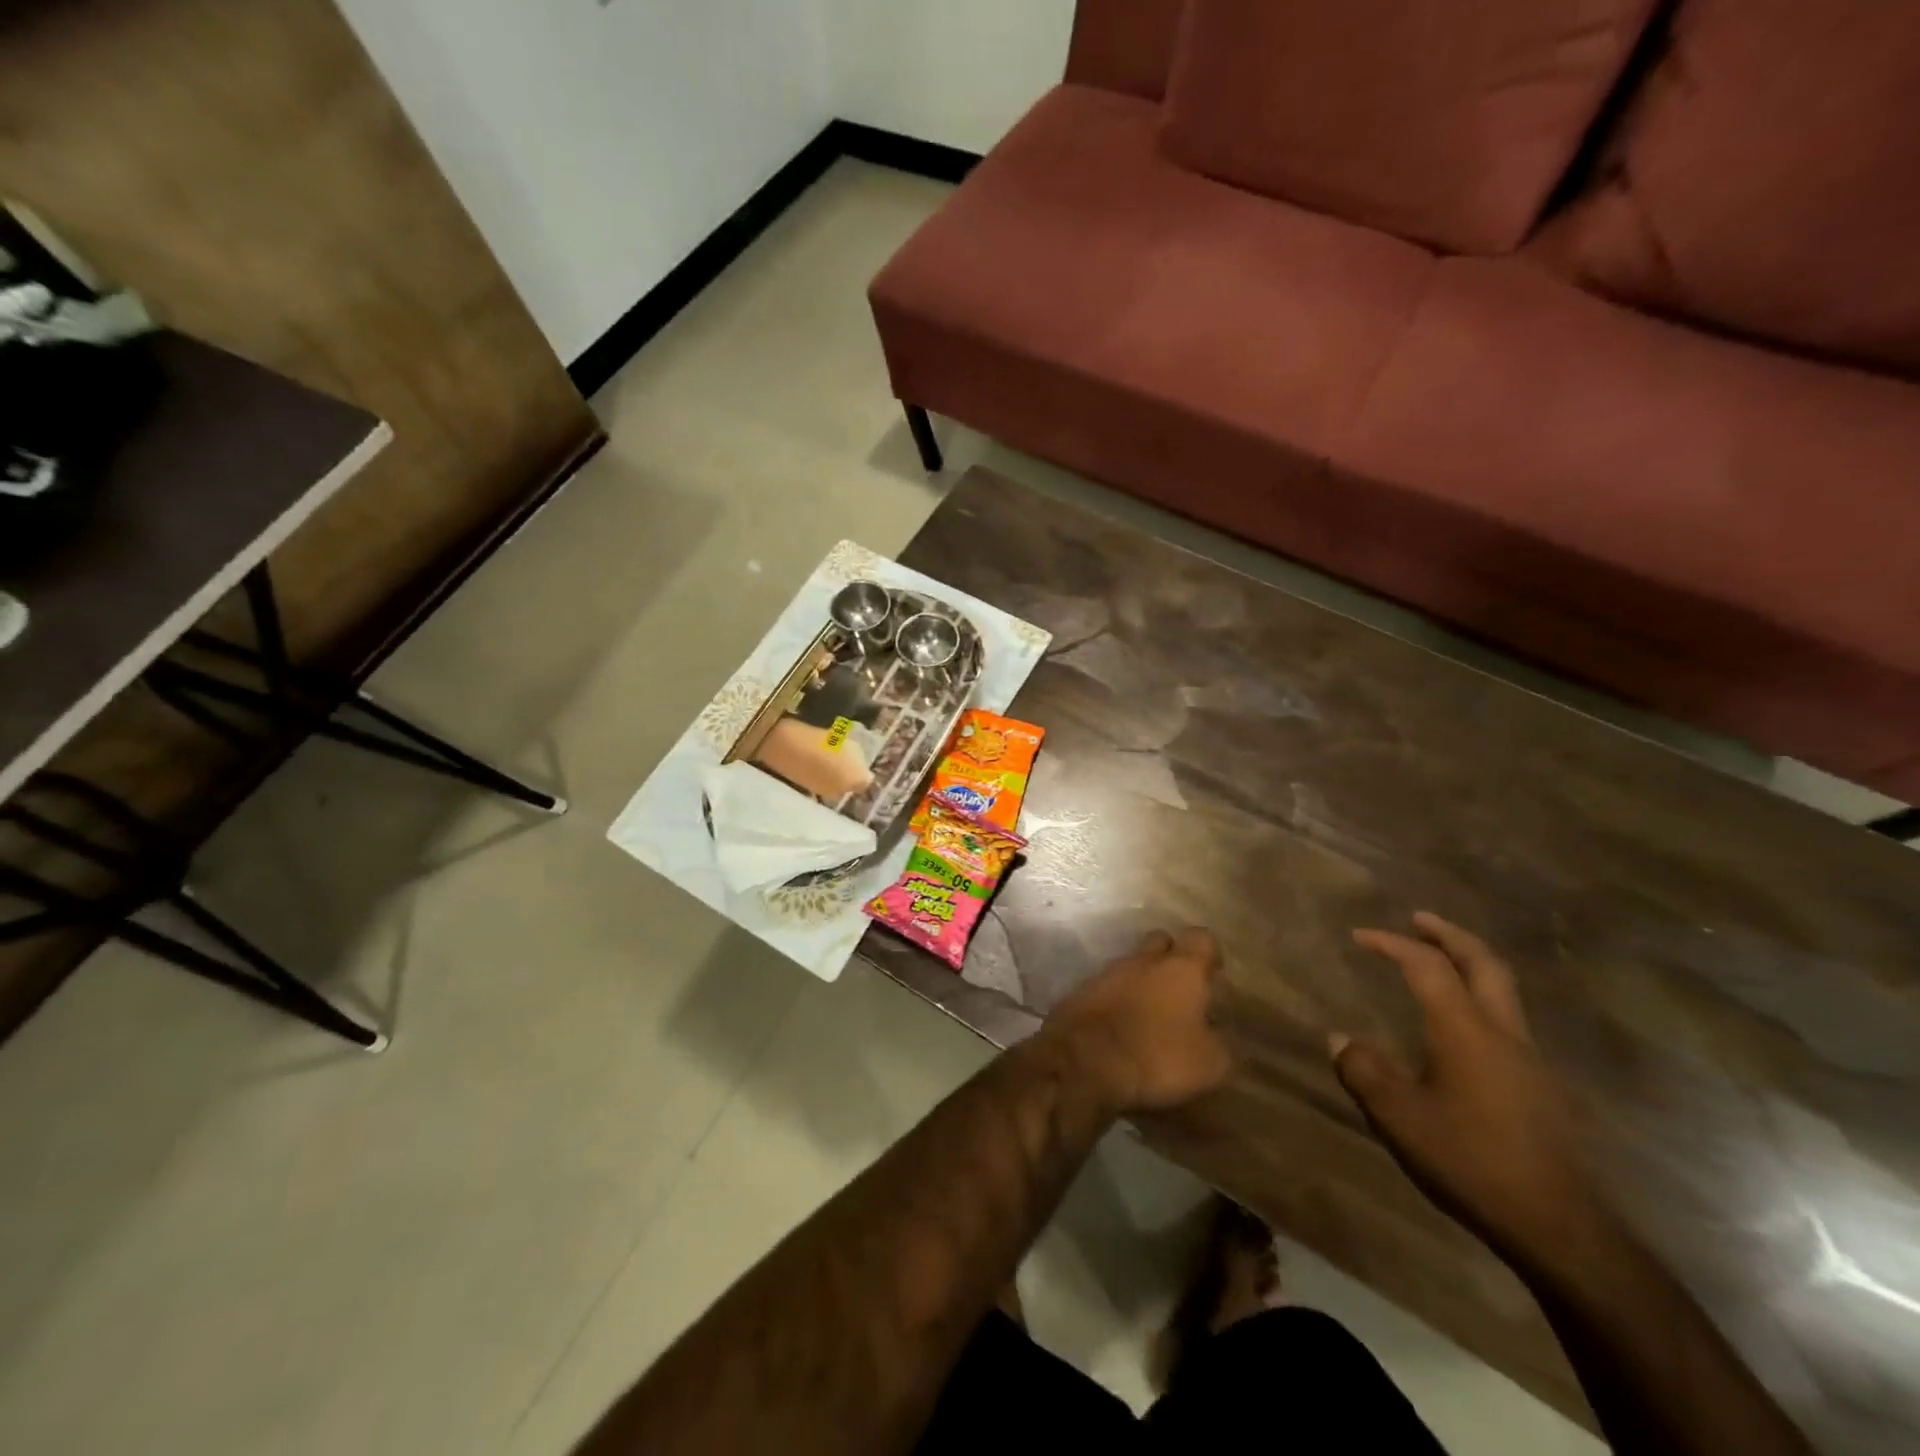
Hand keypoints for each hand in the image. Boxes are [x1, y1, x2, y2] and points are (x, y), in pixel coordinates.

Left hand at [1045, 928, 1233, 1114]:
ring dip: (1142, 982)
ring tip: (1151, 1015)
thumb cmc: (1157, 1056)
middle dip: (1171, 958)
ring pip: (1132, 965)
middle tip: (1181, 990)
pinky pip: (1107, 988)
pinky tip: (1122, 1027)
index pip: (1201, 938)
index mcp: (1181, 968)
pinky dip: (1117, 1001)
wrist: (1085, 1060)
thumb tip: (1215, 1034)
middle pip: (1160, 942)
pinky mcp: (1082, 991)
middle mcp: (1144, 960)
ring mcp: (1108, 972)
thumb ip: (1219, 1043)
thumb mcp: (1210, 1063)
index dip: (1209, 953)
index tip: (1213, 974)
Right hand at [1331, 914, 1600, 1271]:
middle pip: (1484, 963)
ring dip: (1471, 966)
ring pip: (1504, 992)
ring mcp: (1532, 1062)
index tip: (1360, 935)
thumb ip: (1362, 1070)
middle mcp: (1503, 1033)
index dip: (1392, 943)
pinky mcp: (1544, 1091)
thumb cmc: (1471, 1160)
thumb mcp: (1398, 1116)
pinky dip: (1482, 1004)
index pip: (1427, 966)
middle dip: (1450, 934)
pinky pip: (1509, 1026)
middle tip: (1420, 919)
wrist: (1560, 1228)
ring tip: (1441, 965)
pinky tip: (1462, 1033)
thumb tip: (1340, 1039)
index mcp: (1465, 1030)